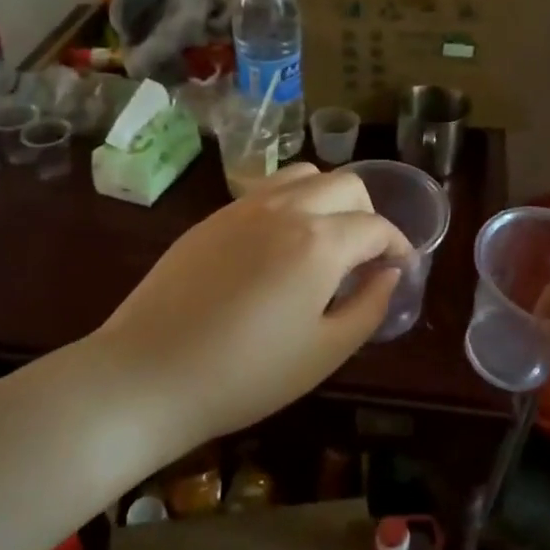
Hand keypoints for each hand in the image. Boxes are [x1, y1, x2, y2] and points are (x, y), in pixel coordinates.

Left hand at [98, 164, 412, 450]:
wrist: (149, 374)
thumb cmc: (246, 374)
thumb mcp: (325, 352)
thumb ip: (369, 307)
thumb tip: (389, 274)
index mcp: (319, 242)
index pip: (376, 226)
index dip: (398, 245)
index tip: (401, 268)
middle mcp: (286, 208)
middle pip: (346, 184)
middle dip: (369, 213)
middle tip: (366, 255)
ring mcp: (244, 207)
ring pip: (305, 175)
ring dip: (329, 198)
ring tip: (326, 240)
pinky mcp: (214, 217)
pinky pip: (267, 190)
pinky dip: (292, 201)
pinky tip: (281, 244)